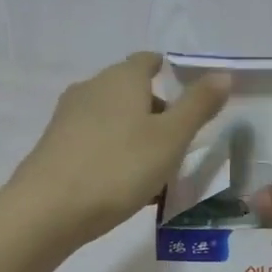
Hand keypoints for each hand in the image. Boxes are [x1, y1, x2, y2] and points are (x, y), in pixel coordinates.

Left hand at [8, 52, 229, 243]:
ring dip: (138, 137)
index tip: (190, 101)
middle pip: (132, 91)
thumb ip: (198, 105)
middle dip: (158, 113)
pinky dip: (116, 154)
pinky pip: (97, 142)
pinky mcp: (56, 145)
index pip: (148, 61)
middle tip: (181, 145)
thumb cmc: (118, 167)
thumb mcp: (171, 138)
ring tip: (158, 172)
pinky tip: (126, 186)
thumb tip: (223, 74)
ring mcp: (69, 117)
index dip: (171, 74)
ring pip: (115, 119)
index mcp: (121, 78)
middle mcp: (92, 88)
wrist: (48, 210)